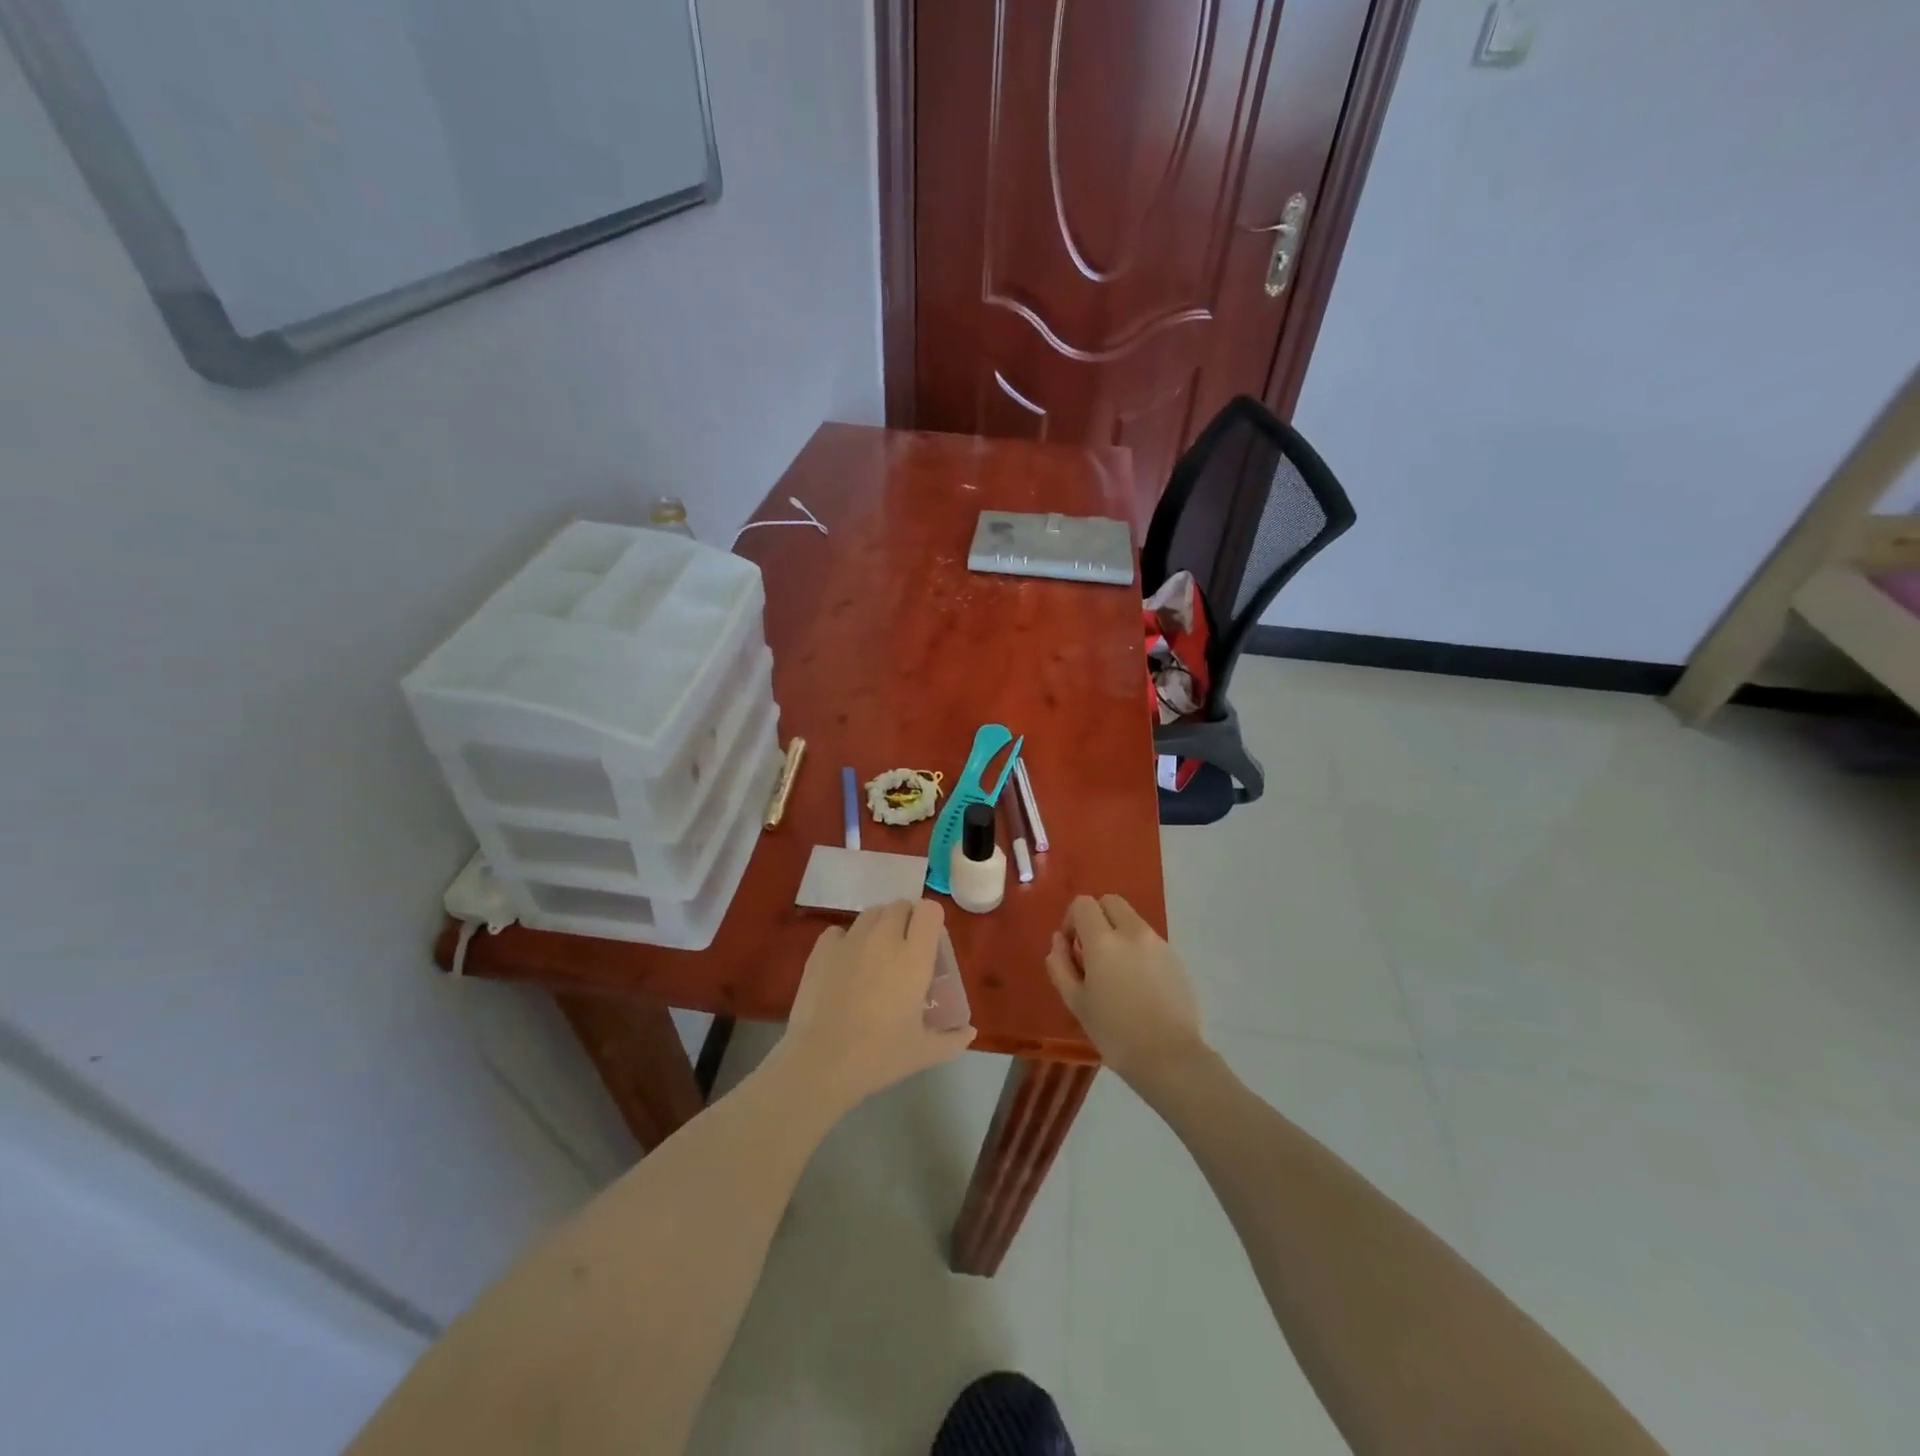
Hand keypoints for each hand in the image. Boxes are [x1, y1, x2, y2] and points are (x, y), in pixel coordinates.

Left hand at [780, 899, 975, 1113]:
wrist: (822, 1061)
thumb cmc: (880, 1055)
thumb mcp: (924, 1052)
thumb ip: (952, 1039)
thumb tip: (970, 1032)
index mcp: (914, 956)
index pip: (929, 910)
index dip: (930, 920)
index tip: (929, 942)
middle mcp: (884, 938)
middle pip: (899, 906)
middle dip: (905, 920)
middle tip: (903, 949)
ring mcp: (850, 940)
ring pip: (870, 914)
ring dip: (878, 926)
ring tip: (874, 954)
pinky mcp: (822, 949)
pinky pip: (839, 930)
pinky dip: (845, 940)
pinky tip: (844, 964)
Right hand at [1045, 894, 1205, 1089]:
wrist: (1170, 1057)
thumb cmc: (1114, 1032)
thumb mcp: (1075, 1002)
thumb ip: (1060, 965)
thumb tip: (1059, 940)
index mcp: (1103, 940)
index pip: (1083, 904)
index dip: (1071, 919)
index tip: (1071, 947)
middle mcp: (1133, 932)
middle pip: (1110, 901)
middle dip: (1096, 917)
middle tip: (1092, 952)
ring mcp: (1158, 943)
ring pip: (1132, 920)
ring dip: (1118, 932)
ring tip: (1116, 972)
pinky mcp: (1176, 958)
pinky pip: (1149, 940)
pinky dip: (1138, 949)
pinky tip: (1138, 985)